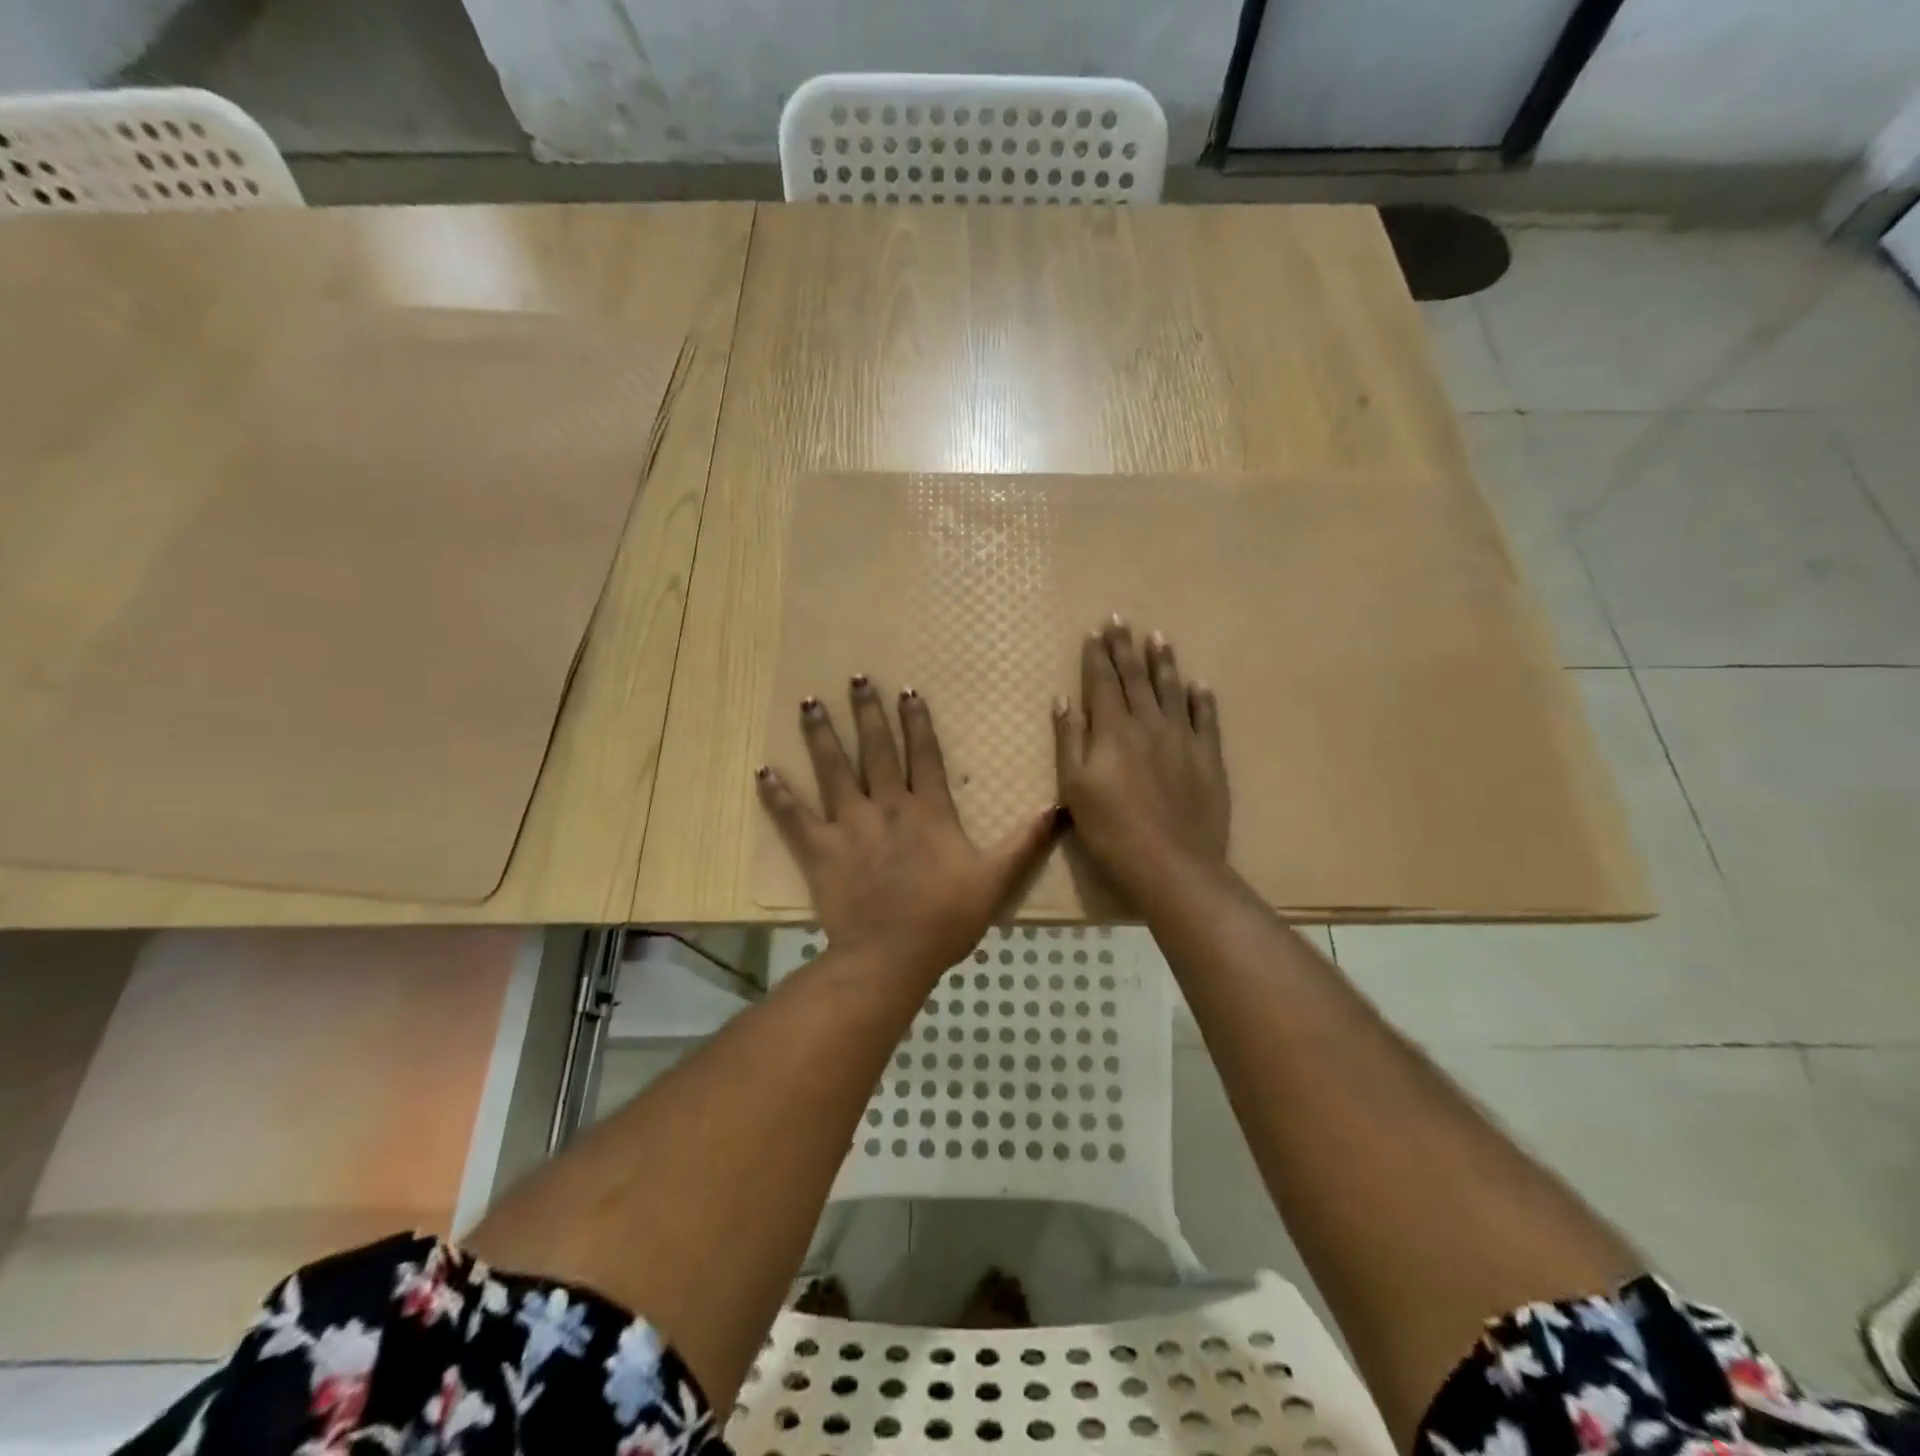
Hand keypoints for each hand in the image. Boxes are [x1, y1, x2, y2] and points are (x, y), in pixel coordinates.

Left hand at [757, 678, 1056, 979]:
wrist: (891, 956)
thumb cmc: (945, 918)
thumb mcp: (995, 880)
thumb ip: (1024, 843)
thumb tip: (1057, 809)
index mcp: (928, 811)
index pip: (924, 755)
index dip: (917, 722)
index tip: (907, 691)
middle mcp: (887, 807)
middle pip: (876, 751)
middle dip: (866, 712)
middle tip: (855, 679)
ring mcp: (850, 826)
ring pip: (833, 771)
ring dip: (821, 735)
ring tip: (808, 703)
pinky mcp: (820, 850)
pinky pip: (794, 818)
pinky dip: (778, 795)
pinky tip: (763, 771)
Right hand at [1053, 619, 1229, 900]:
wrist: (1172, 864)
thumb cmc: (1111, 830)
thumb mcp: (1074, 787)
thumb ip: (1069, 740)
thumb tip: (1063, 701)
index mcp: (1113, 730)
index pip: (1102, 683)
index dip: (1098, 656)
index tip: (1096, 631)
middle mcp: (1149, 724)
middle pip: (1136, 679)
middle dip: (1126, 649)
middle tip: (1121, 620)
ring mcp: (1183, 739)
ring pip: (1172, 690)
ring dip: (1164, 663)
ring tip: (1159, 638)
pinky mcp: (1209, 759)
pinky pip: (1206, 719)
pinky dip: (1201, 699)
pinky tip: (1199, 685)